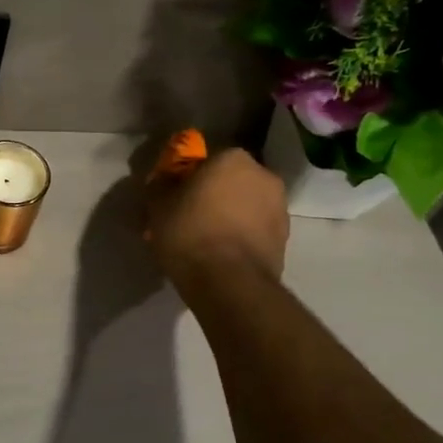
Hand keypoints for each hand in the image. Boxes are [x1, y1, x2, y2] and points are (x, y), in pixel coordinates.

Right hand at [146, 147, 289, 293]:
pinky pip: (254, 231)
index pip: (206, 160)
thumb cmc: (191, 233)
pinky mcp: (284, 240)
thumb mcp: (158, 205)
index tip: (174, 197)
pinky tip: (221, 256)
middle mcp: (263, 176)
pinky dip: (240, 237)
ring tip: (205, 242)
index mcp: (233, 158)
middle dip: (211, 196)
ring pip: (244, 207)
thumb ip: (160, 185)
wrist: (230, 283)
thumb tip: (164, 180)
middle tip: (188, 219)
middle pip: (229, 182)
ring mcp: (279, 208)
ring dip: (228, 217)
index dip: (187, 178)